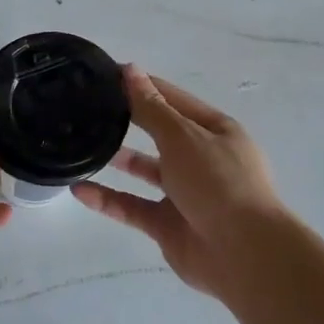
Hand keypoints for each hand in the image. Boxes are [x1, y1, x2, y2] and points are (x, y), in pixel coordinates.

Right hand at [71, 66, 296, 298]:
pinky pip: (133, 207)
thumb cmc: (218, 182)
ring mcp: (185, 194)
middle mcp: (202, 159)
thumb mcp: (183, 137)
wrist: (244, 254)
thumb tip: (130, 70)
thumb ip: (151, 107)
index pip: (173, 99)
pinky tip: (79, 189)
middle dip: (129, 120)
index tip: (106, 74)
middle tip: (89, 108)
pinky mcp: (168, 225)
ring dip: (118, 159)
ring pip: (146, 171)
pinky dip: (108, 199)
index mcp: (215, 131)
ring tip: (82, 143)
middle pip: (160, 133)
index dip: (142, 85)